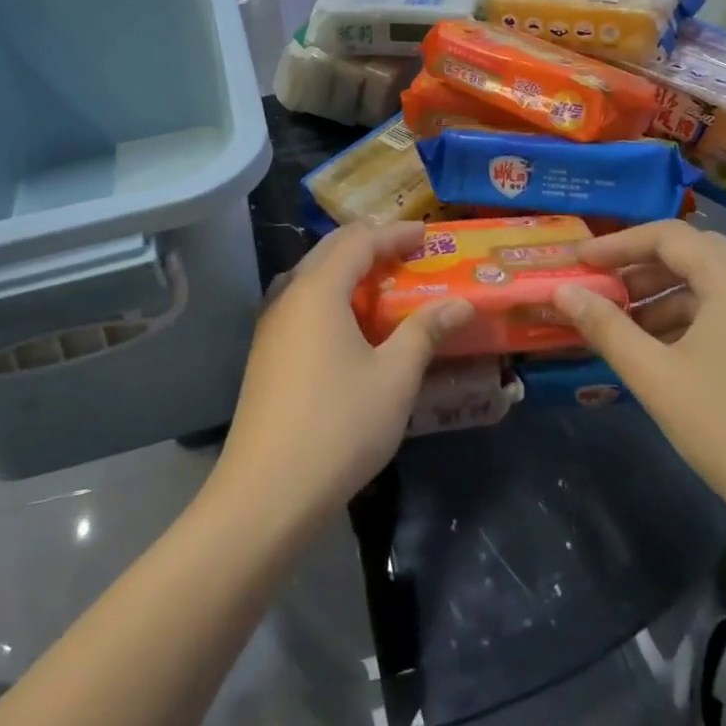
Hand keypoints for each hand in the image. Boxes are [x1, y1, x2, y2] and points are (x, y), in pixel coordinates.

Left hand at [211, 222, 472, 529]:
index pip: (360, 241)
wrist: (266, 492)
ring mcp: (271, 325)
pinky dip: (332, 297)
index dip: (396, 233)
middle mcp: (289, 295)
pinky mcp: (266, 353)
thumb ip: (425, 332)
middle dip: (372, 244)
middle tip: (409, 254)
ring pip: (313, 277)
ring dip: (349, 271)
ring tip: (384, 284)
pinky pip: (302, 304)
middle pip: (331, 251)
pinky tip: (351, 326)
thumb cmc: (339, 426)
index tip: (429, 235)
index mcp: (318, 289)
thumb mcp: (394, 377)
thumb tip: (459, 304)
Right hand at [552, 221, 725, 523]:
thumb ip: (605, 326)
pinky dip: (689, 319)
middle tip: (599, 286)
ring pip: (711, 285)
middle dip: (640, 267)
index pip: (669, 236)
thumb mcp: (655, 375)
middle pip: (693, 254)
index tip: (579, 260)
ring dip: (662, 295)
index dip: (618, 243)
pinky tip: (661, 351)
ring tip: (622, 324)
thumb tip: (563, 290)